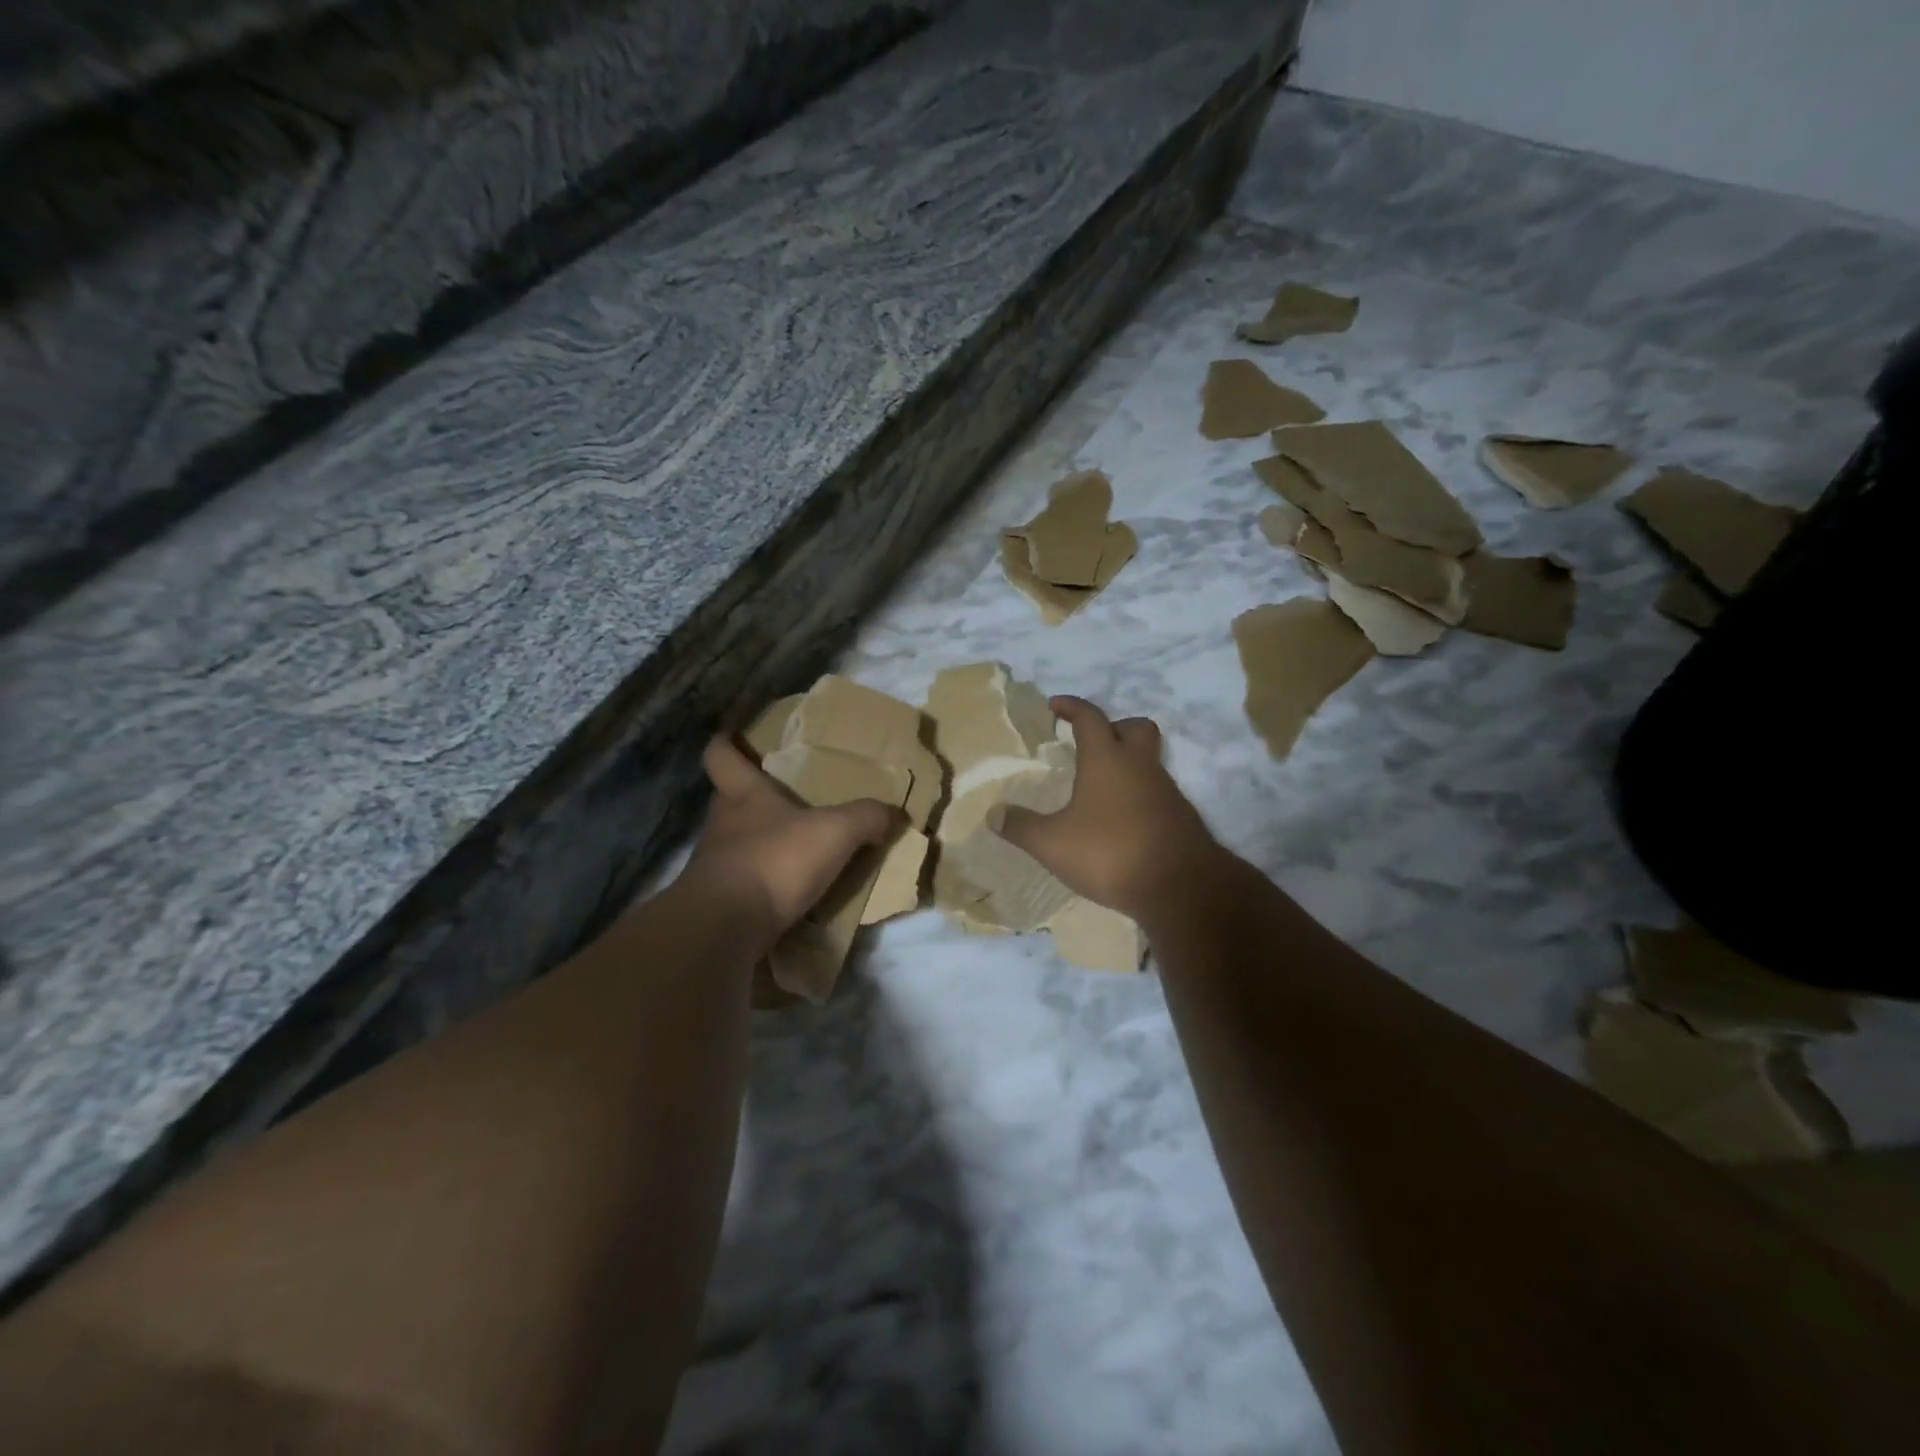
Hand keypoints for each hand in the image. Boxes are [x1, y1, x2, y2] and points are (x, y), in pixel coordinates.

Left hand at [685, 737, 901, 942]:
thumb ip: (866, 818)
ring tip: (794, 851)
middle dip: (752, 800)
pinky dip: (763, 884)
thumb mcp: (835, 832)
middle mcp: (722, 825)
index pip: (721, 757)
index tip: (730, 735)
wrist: (727, 927)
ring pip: (736, 844)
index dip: (726, 745)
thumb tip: (893, 814)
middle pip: (730, 801)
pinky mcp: (718, 902)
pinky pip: (743, 884)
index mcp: (743, 795)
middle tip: (783, 801)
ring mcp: (715, 866)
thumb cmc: (776, 860)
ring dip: (760, 845)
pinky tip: (788, 893)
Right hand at [997, 697, 1220, 921]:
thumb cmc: (1110, 852)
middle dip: (1113, 726)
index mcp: (1107, 759)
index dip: (1072, 706)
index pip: (1090, 717)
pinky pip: (1157, 791)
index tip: (1056, 705)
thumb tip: (993, 813)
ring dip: (1127, 764)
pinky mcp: (1180, 817)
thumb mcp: (1053, 844)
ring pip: (1148, 760)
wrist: (1180, 887)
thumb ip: (1022, 826)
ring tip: (1100, 788)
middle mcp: (1140, 766)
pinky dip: (1139, 795)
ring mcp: (1166, 790)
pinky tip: (1121, 820)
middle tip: (1091, 742)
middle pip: (1134, 727)